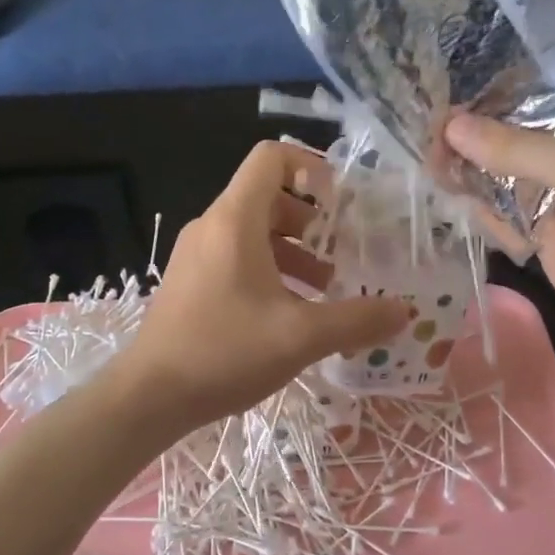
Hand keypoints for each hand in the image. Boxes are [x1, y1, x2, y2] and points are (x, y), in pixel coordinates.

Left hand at [111, 141, 408, 438]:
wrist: (149, 396)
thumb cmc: (225, 351)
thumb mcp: (301, 336)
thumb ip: (357, 321)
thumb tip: (404, 312)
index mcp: (234, 220)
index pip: (271, 158)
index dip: (311, 166)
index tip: (341, 203)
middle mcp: (212, 226)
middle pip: (267, 196)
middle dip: (311, 219)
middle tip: (342, 250)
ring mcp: (196, 255)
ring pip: (253, 232)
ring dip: (293, 250)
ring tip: (325, 287)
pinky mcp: (191, 282)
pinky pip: (236, 258)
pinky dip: (270, 270)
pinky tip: (290, 312)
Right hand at [444, 105, 554, 350]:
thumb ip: (513, 146)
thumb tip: (449, 126)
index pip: (548, 87)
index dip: (502, 86)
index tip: (456, 84)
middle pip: (518, 132)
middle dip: (477, 132)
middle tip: (434, 130)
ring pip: (504, 172)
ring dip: (471, 169)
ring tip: (433, 163)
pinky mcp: (544, 230)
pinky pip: (502, 210)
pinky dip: (481, 206)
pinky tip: (457, 197)